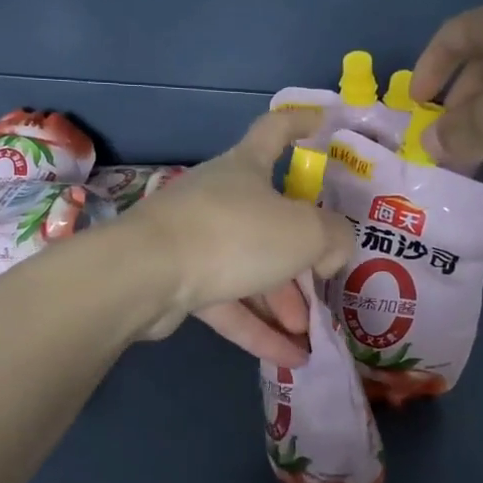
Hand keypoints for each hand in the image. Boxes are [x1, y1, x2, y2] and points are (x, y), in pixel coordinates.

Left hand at [122, 108, 356, 366]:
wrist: (148, 274)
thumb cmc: (234, 234)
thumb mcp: (304, 232)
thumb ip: (334, 237)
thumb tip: (332, 252)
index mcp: (245, 168)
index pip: (274, 131)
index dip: (300, 123)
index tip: (322, 123)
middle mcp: (219, 199)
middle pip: (269, 221)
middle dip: (301, 256)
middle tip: (326, 283)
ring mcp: (196, 240)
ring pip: (249, 269)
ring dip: (283, 302)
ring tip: (311, 335)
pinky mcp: (180, 281)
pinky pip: (228, 303)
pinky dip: (258, 328)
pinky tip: (289, 359)